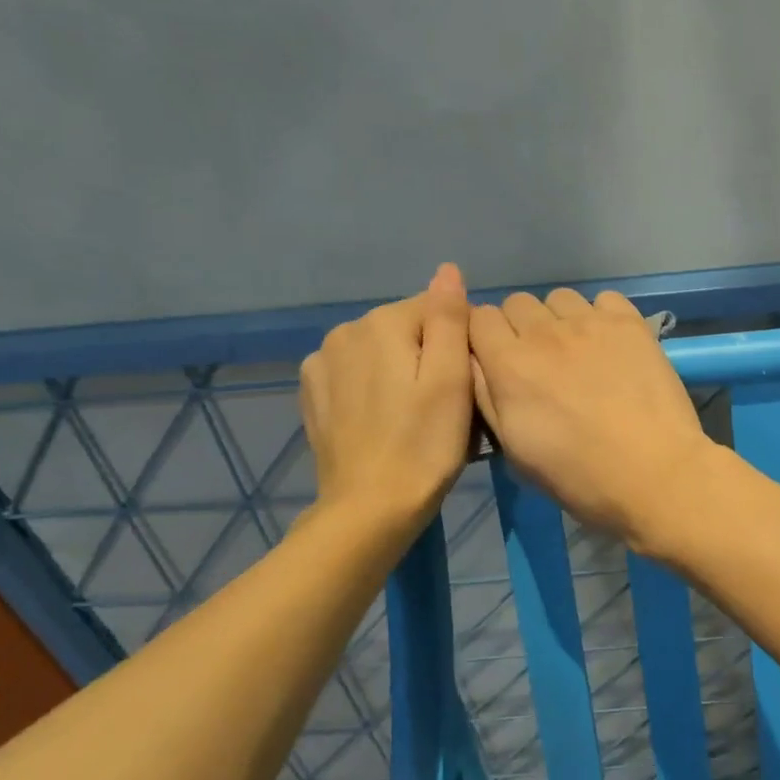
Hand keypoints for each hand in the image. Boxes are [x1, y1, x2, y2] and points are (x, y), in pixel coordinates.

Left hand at [299, 264, 473, 530]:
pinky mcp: (313, 393)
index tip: (466, 383)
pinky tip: (385, 420)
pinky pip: (357, 373)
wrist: (369, 509)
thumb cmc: (424, 444)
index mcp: (381, 323)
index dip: (460, 343)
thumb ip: (449, 318)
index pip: (437, 308)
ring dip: (402, 371)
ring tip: (417, 415)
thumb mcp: (451, 379)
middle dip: (430, 356)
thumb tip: (448, 270)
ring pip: (382, 350)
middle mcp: (344, 332)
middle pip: (407, 328)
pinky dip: (375, 388)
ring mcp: (321, 363)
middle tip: (447, 405)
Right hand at [469, 289, 716, 552]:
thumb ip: (488, 398)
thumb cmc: (580, 477)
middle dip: (520, 327)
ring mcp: (591, 323)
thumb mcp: (515, 452)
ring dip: (560, 319)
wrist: (655, 474)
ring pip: (559, 297)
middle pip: (517, 303)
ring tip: (578, 352)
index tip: (497, 360)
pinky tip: (612, 345)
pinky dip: (602, 316)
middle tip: (540, 362)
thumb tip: (476, 363)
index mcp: (509, 365)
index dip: (485, 337)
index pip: (478, 317)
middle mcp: (545, 333)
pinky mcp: (630, 323)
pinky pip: (604, 299)